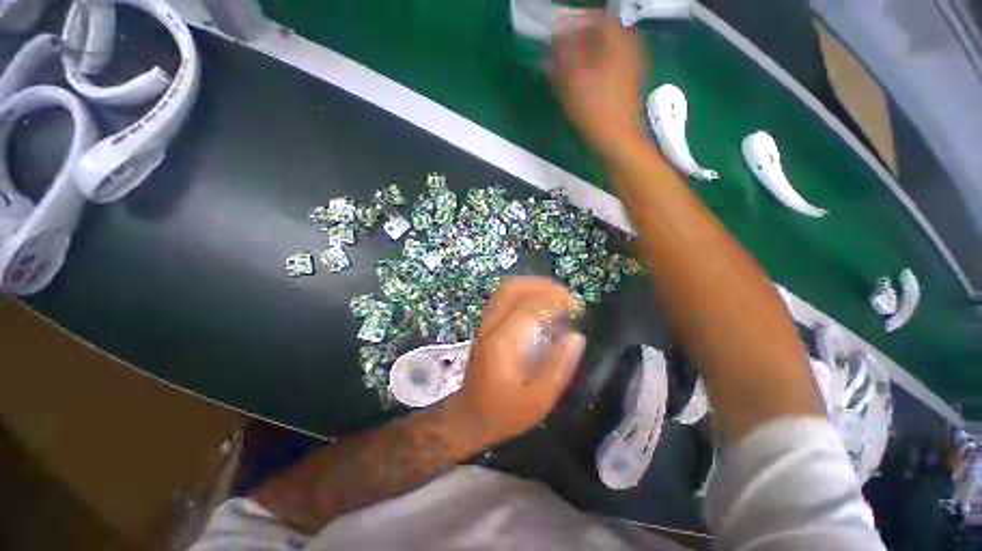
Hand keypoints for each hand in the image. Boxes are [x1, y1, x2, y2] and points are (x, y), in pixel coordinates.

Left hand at [450, 276, 585, 445]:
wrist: (469, 416)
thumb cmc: (504, 412)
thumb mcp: (538, 400)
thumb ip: (558, 367)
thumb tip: (576, 337)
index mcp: (502, 343)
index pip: (528, 308)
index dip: (554, 301)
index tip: (576, 309)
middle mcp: (490, 326)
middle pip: (511, 288)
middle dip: (541, 285)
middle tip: (565, 296)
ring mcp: (485, 324)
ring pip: (505, 289)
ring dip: (532, 285)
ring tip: (555, 295)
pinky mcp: (485, 325)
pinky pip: (503, 297)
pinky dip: (524, 293)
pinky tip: (539, 303)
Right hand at [549, 14, 646, 155]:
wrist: (617, 139)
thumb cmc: (594, 109)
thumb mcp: (573, 79)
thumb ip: (564, 53)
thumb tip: (558, 35)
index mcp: (618, 40)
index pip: (598, 17)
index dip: (576, 22)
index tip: (560, 32)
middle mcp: (629, 47)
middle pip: (603, 33)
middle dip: (581, 39)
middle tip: (563, 51)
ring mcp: (632, 66)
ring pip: (606, 51)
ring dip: (587, 55)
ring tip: (569, 69)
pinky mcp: (629, 83)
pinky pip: (610, 66)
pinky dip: (595, 68)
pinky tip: (583, 82)